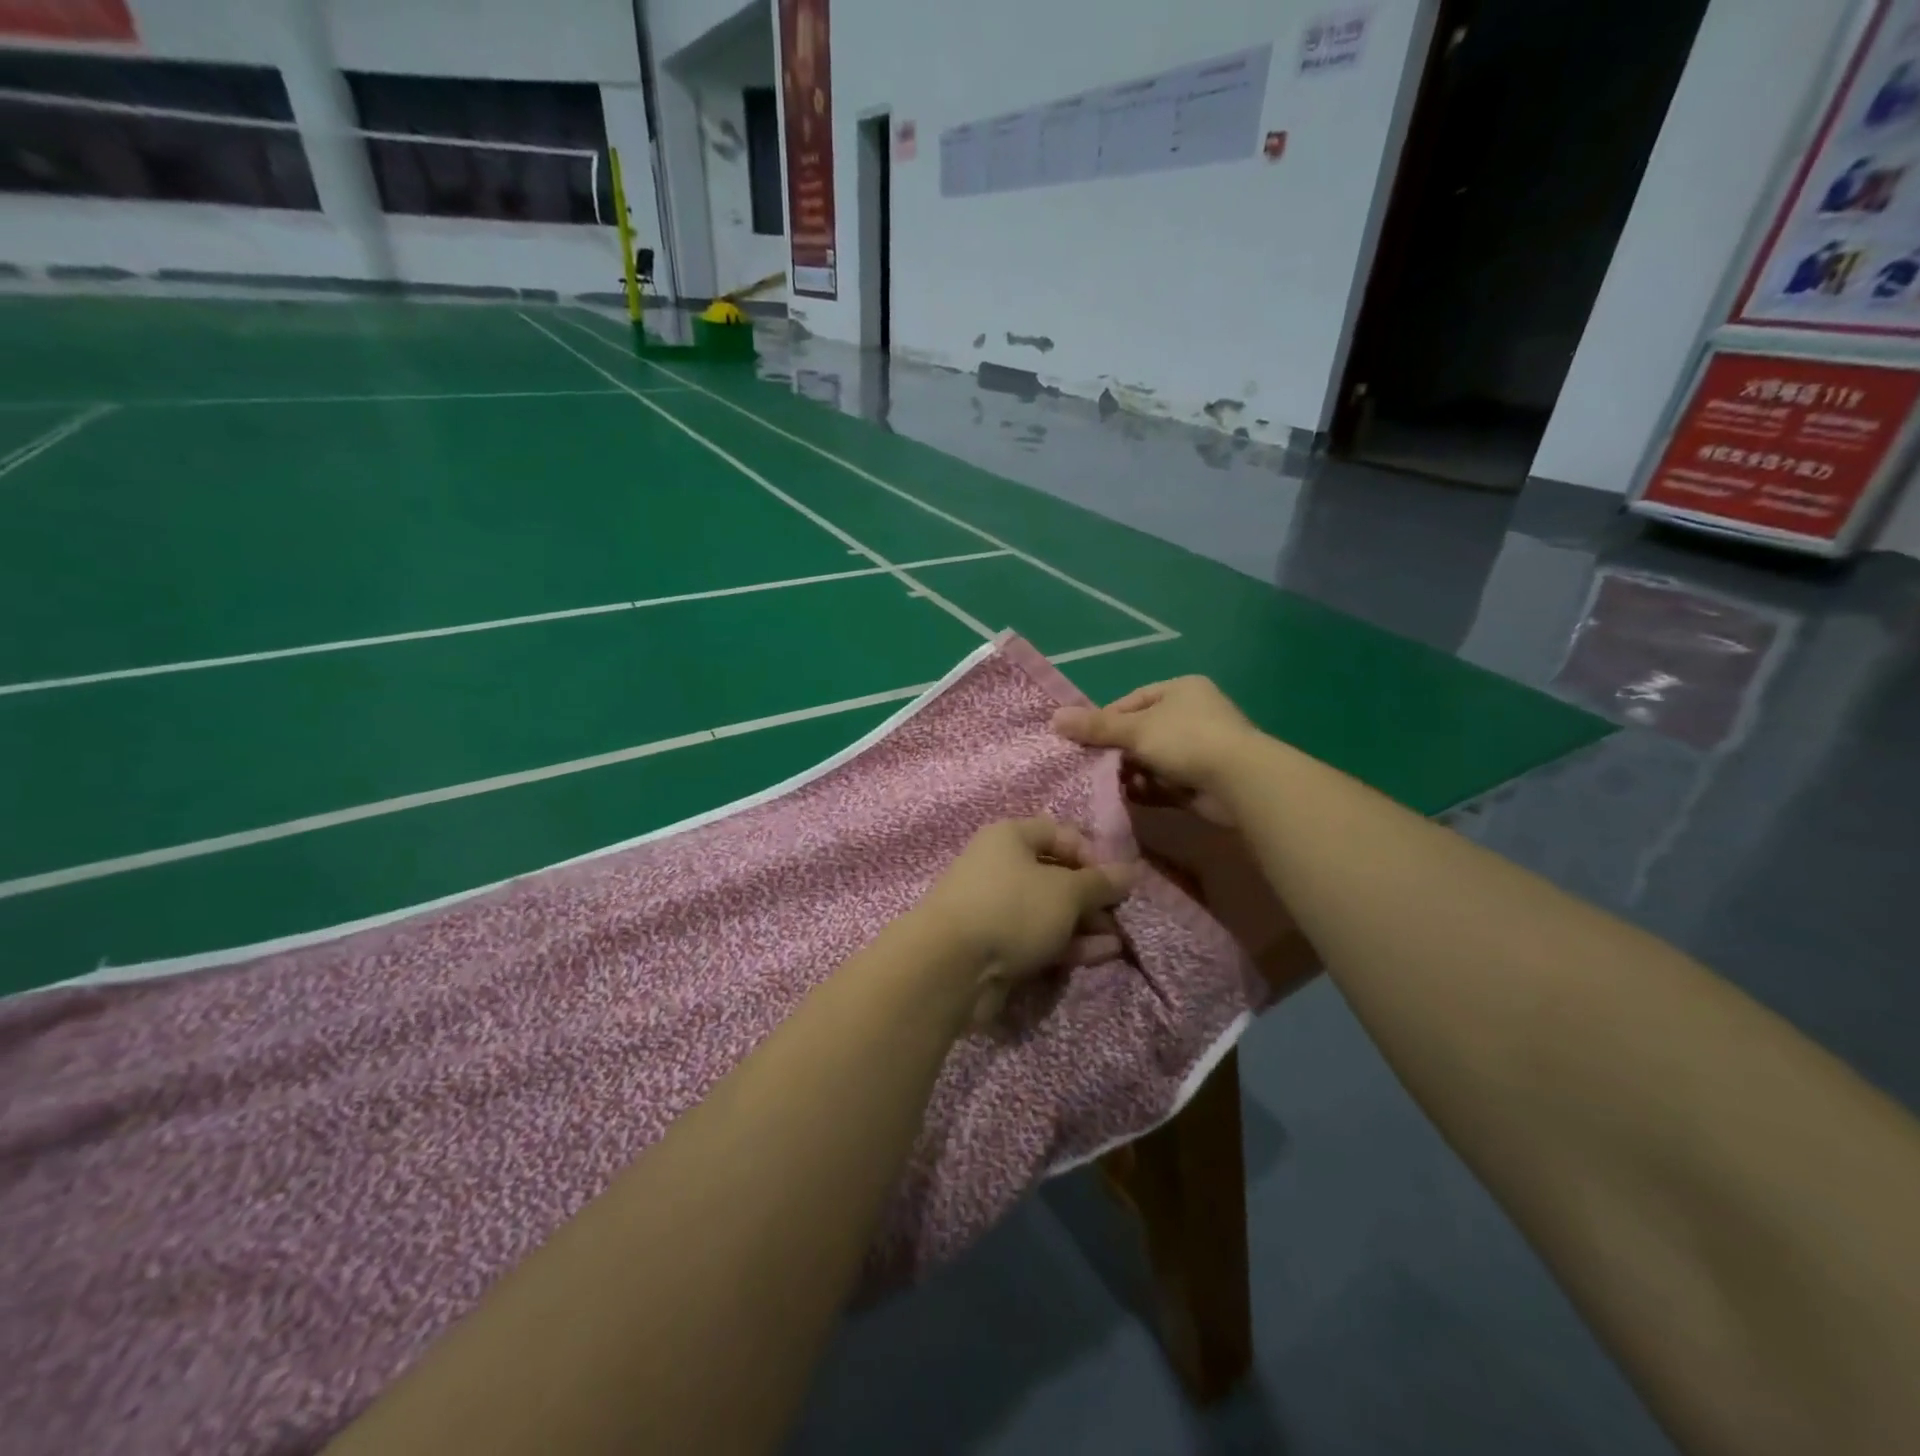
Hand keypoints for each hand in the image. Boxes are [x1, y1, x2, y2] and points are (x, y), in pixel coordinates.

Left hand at [913, 818, 1138, 1025]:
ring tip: (1119, 939)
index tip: (1114, 878)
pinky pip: (1038, 937)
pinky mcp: (995, 945)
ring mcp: (996, 908)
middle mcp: (999, 867)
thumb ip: (1100, 882)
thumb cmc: (1011, 908)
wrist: (951, 965)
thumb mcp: (1065, 892)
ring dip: (1084, 923)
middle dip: (1090, 895)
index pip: (1058, 833)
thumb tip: (1131, 871)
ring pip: (1048, 910)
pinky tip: (1102, 954)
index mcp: (1009, 837)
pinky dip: (1068, 943)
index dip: (1090, 852)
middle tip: (1120, 913)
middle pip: (1054, 874)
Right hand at [1051, 678, 1260, 825]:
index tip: (1085, 741)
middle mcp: (1192, 714)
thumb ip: (1096, 727)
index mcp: (1180, 690)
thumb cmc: (1186, 740)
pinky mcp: (1202, 779)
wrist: (1239, 782)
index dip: (1106, 721)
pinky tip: (1130, 797)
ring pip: (1151, 760)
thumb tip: (1054, 718)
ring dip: (1131, 772)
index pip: (1132, 702)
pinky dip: (1148, 789)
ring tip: (1110, 785)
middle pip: (1141, 732)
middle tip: (1093, 766)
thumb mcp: (1135, 730)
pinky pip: (1165, 782)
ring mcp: (1200, 748)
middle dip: (1117, 751)